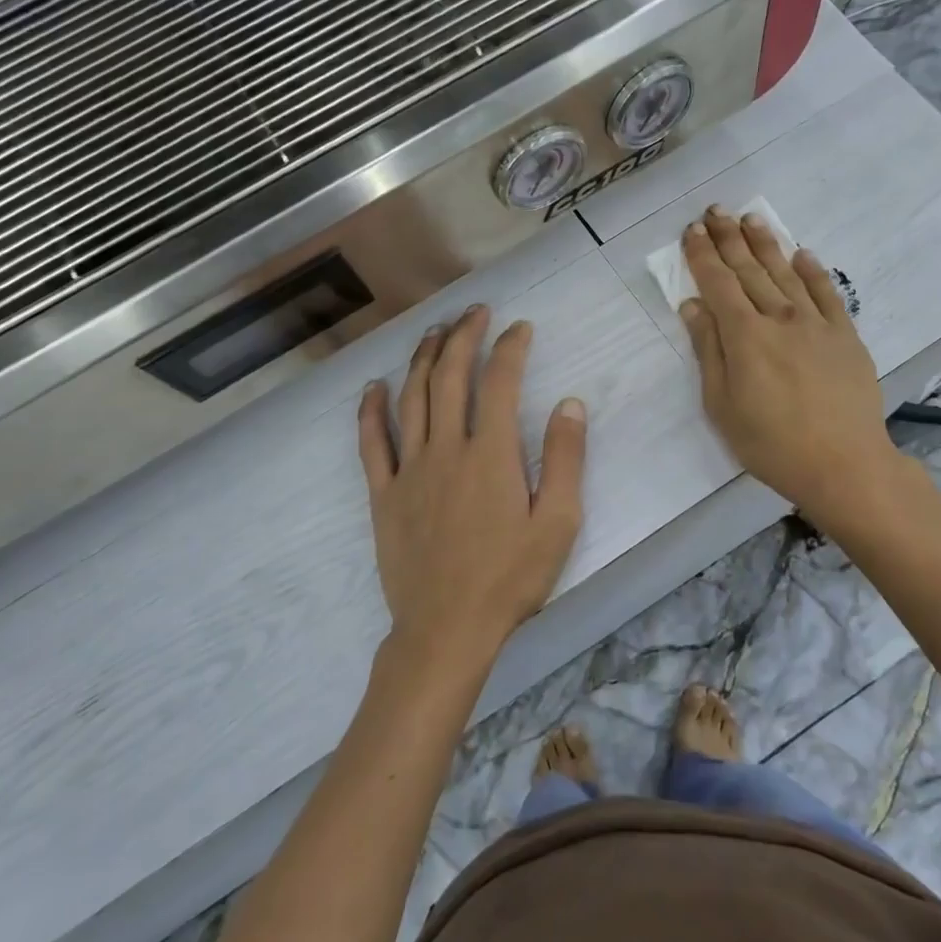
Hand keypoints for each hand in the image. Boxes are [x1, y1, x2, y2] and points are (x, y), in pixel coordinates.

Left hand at [357, 305, 586, 675]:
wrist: (446, 629)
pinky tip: (374, 387)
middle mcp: (446, 449)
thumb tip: (569, 404)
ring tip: (433, 331)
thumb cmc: (510, 579)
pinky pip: (372, 443)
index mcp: (491, 454)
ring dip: (423, 359)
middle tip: (474, 312)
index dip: (509, 348)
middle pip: (450, 377)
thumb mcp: (559, 523)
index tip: (519, 328)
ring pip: (412, 399)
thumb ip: (565, 460)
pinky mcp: (384, 494)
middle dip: (463, 337)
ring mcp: (409, 470)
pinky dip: (371, 410)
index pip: (499, 383)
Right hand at [678, 207, 899, 515]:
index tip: (692, 231)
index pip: (718, 284)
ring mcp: (817, 324)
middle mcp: (779, 318)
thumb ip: (709, 351)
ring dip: (766, 244)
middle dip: (729, 239)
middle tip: (716, 210)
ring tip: (751, 219)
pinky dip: (813, 271)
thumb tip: (693, 306)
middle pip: (750, 270)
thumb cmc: (771, 443)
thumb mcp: (723, 405)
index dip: (703, 255)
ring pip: (786, 273)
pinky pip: (828, 294)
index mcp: (745, 336)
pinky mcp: (846, 335)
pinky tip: (803, 254)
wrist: (843, 464)